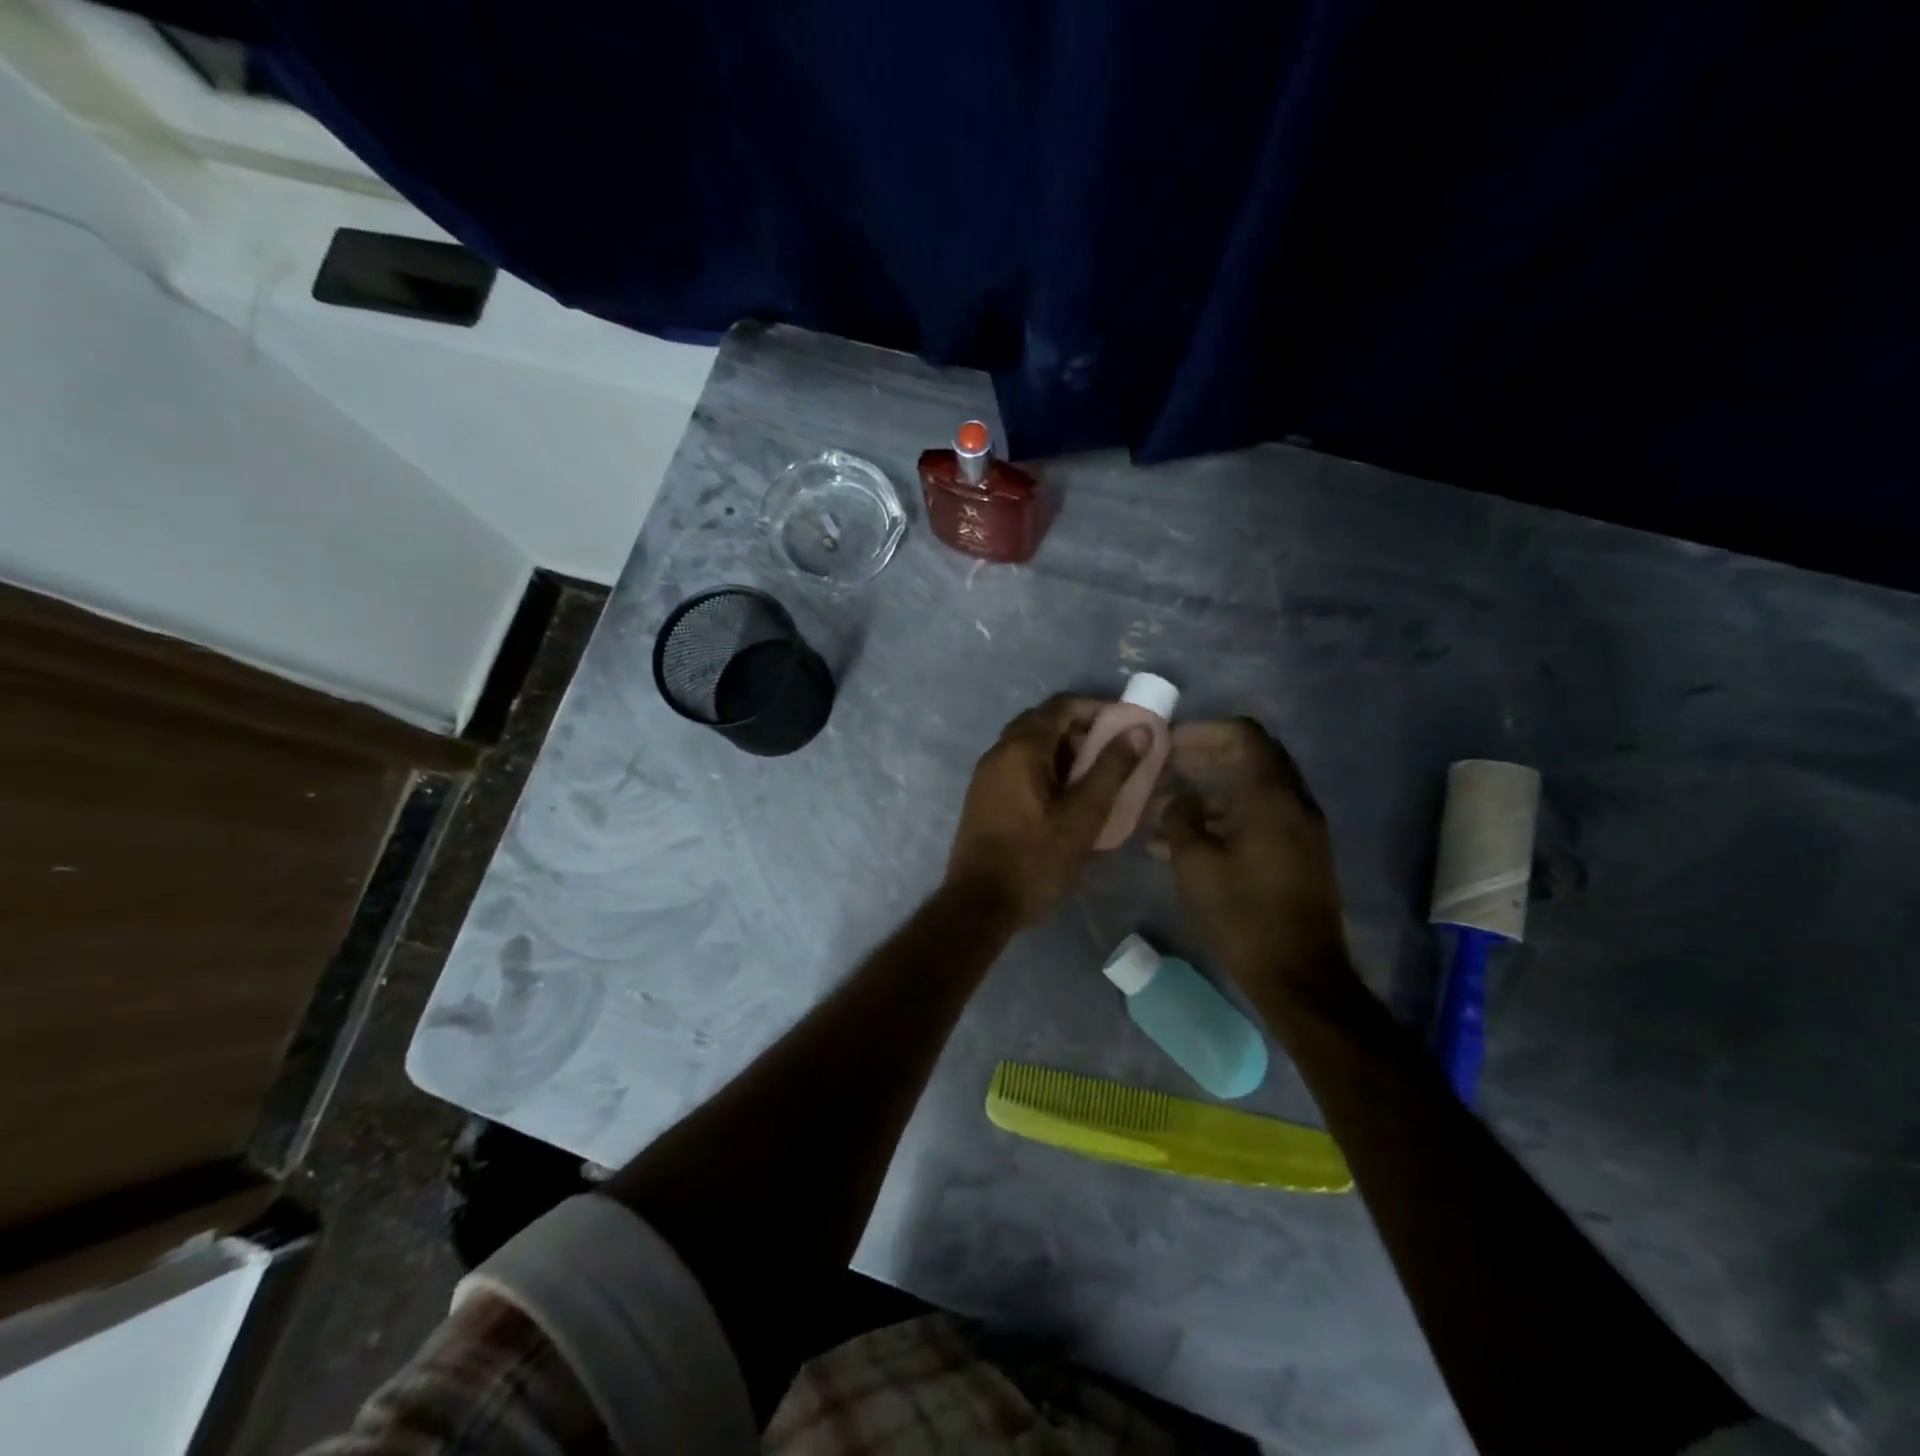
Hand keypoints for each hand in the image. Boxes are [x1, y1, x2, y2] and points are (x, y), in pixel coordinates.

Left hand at [946, 695, 1141, 927]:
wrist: (979, 905)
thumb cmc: (1035, 860)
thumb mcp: (1082, 816)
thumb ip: (1111, 769)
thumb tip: (1139, 728)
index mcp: (1021, 748)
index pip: (1061, 707)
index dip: (1096, 708)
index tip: (1126, 724)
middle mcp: (998, 752)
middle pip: (1043, 723)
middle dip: (1080, 730)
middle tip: (1113, 751)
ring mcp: (986, 776)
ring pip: (1029, 747)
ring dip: (1062, 752)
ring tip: (1095, 778)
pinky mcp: (983, 798)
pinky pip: (1018, 768)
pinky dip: (1044, 770)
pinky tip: (1065, 799)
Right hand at [1154, 718, 1354, 998]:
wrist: (1299, 975)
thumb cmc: (1242, 914)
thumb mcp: (1195, 864)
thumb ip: (1180, 819)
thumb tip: (1177, 801)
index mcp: (1272, 797)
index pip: (1243, 735)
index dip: (1203, 732)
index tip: (1169, 745)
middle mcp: (1294, 803)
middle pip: (1252, 758)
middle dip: (1207, 757)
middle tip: (1168, 768)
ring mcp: (1302, 830)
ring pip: (1254, 791)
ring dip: (1212, 792)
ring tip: (1167, 812)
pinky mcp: (1300, 855)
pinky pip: (1261, 818)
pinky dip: (1226, 818)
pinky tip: (1188, 843)